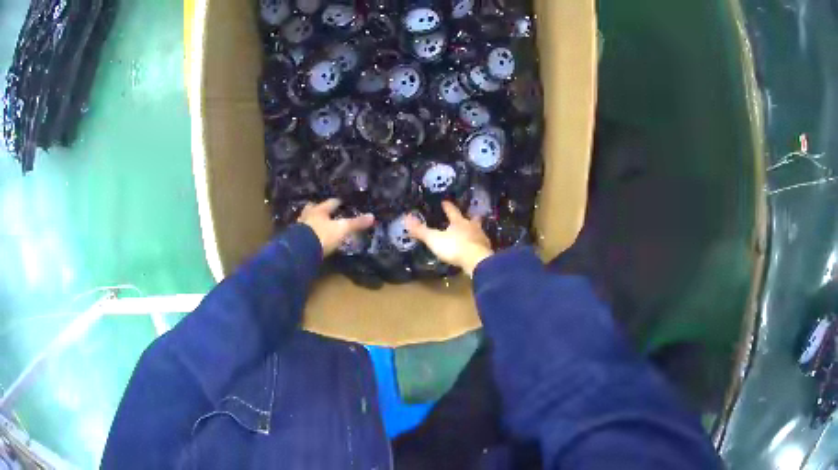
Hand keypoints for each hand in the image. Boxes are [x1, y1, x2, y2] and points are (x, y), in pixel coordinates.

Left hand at [298, 199, 374, 255]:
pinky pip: (302, 233)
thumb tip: (372, 216)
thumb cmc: (322, 235)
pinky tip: (310, 236)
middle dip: (319, 209)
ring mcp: (299, 227)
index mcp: (320, 210)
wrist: (300, 251)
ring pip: (306, 220)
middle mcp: (308, 215)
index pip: (330, 203)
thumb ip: (355, 223)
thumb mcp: (341, 229)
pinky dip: (306, 233)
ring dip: (311, 221)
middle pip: (313, 208)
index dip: (336, 203)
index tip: (341, 202)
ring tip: (317, 223)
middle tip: (324, 211)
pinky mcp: (294, 239)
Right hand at [405, 201, 493, 276]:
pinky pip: (482, 244)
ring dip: (475, 230)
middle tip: (469, 215)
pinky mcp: (486, 250)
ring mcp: (481, 238)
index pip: (452, 211)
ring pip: (479, 230)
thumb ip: (421, 230)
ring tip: (473, 231)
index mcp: (459, 222)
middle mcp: (472, 227)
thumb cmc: (455, 247)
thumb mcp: (434, 239)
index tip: (445, 202)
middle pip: (471, 219)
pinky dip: (479, 243)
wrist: (477, 261)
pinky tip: (477, 246)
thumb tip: (406, 217)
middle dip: (469, 216)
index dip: (448, 206)